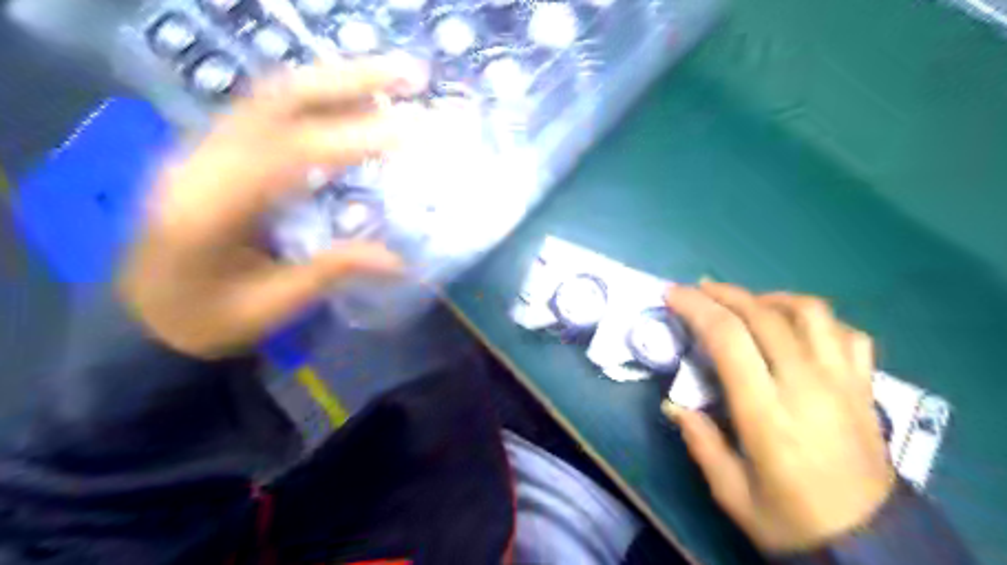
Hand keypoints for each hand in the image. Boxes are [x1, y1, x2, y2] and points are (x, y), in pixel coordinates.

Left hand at [118, 58, 430, 357]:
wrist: (143, 316)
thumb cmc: (207, 319)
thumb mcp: (272, 306)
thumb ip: (331, 272)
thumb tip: (401, 261)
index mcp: (208, 209)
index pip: (286, 155)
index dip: (350, 139)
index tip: (406, 134)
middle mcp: (199, 162)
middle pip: (276, 100)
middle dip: (346, 82)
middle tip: (407, 76)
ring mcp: (202, 149)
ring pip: (271, 95)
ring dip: (334, 82)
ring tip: (389, 82)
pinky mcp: (215, 151)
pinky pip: (268, 110)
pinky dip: (315, 100)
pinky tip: (350, 103)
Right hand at [666, 280, 891, 550]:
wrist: (869, 545)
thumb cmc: (790, 520)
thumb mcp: (730, 492)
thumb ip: (699, 441)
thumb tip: (673, 404)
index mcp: (767, 413)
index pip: (729, 338)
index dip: (696, 308)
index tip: (673, 296)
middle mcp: (807, 386)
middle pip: (763, 315)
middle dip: (723, 293)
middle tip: (697, 290)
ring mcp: (842, 382)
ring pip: (809, 312)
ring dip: (769, 298)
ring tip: (745, 304)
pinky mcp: (864, 386)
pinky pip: (845, 333)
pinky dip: (814, 319)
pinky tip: (793, 328)